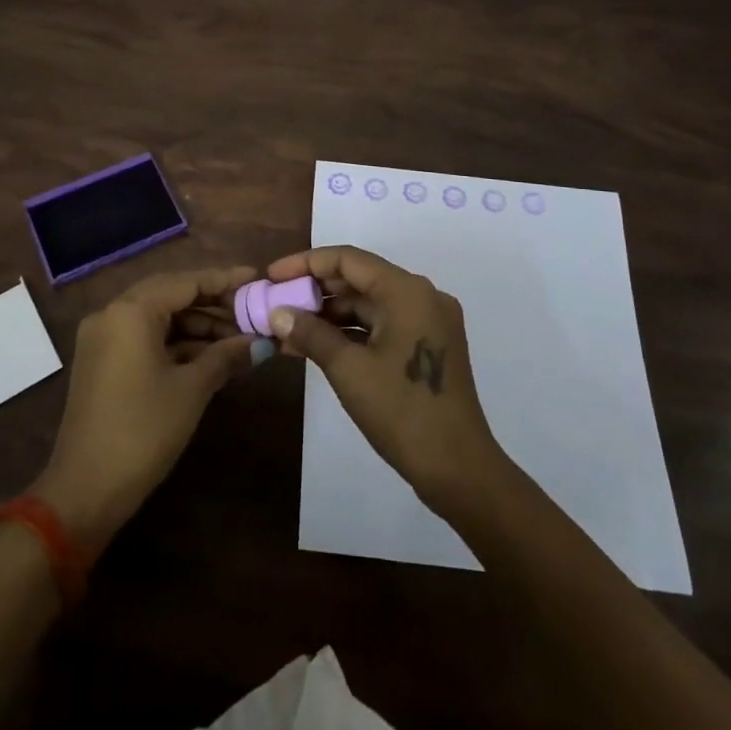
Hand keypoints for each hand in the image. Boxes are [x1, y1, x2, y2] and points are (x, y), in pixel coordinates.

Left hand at [31, 266, 257, 555]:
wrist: (85, 490)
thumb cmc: (143, 430)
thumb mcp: (191, 389)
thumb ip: (226, 356)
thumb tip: (260, 342)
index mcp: (131, 311)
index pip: (186, 282)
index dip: (224, 279)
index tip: (256, 277)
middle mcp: (112, 313)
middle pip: (170, 294)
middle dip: (212, 303)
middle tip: (250, 311)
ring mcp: (103, 338)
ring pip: (157, 316)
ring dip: (196, 325)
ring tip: (237, 339)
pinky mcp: (101, 361)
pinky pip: (143, 336)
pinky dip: (175, 342)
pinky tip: (208, 355)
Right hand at [264, 246, 507, 514]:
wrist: (459, 470)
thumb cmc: (402, 412)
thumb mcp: (348, 370)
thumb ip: (310, 333)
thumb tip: (276, 313)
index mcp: (407, 291)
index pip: (347, 260)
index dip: (305, 263)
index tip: (271, 276)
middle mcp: (421, 296)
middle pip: (359, 279)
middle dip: (314, 290)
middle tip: (275, 302)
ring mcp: (427, 322)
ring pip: (368, 304)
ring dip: (329, 314)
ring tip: (286, 328)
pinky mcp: (427, 346)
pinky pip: (381, 325)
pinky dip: (349, 332)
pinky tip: (314, 345)